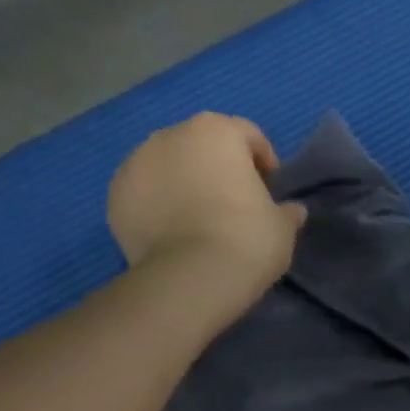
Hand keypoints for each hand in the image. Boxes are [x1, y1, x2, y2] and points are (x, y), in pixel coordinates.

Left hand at [106, 113, 307, 293]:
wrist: (191, 278)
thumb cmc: (247, 241)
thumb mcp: (282, 229)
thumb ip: (288, 212)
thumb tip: (294, 210)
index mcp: (216, 132)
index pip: (248, 135)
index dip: (264, 161)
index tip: (270, 191)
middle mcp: (171, 134)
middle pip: (202, 146)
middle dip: (217, 169)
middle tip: (233, 206)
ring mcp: (136, 162)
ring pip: (168, 167)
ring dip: (184, 184)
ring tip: (198, 222)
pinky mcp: (116, 195)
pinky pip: (144, 195)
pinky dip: (157, 207)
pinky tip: (173, 235)